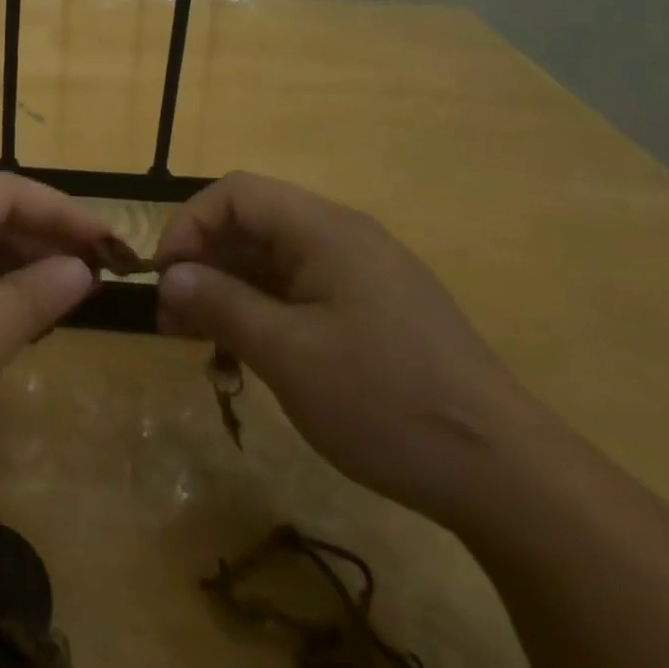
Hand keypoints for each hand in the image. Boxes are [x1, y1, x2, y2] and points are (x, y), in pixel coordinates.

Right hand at [155, 172, 550, 525]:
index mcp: (325, 230)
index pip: (235, 193)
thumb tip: (170, 275)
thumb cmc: (384, 402)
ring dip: (230, 294)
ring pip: (274, 262)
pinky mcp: (375, 310)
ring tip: (203, 345)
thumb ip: (220, 304)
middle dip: (204, 265)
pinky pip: (302, 292)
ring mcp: (363, 275)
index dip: (189, 225)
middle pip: (253, 225)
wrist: (503, 473)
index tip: (165, 279)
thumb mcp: (287, 354)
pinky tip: (250, 358)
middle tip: (173, 322)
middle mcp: (344, 238)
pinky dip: (264, 314)